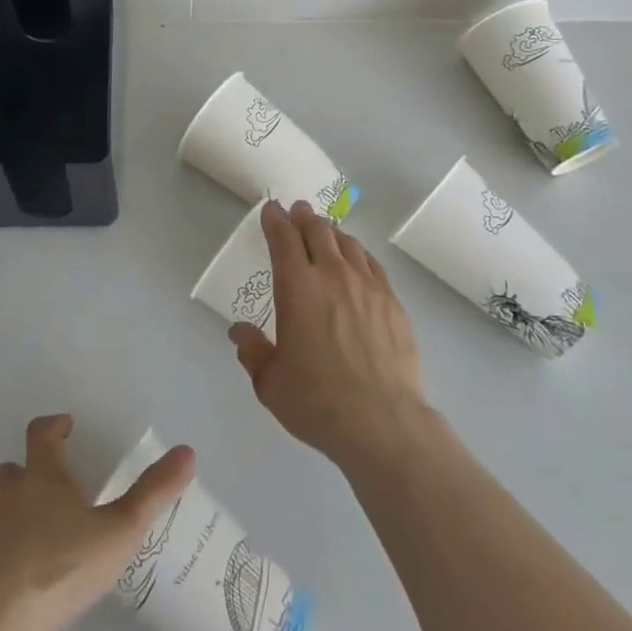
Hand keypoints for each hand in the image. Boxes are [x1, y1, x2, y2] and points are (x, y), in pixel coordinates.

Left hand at [0, 414, 194, 630]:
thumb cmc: (61, 568)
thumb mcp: (120, 531)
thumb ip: (154, 492)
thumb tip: (188, 450)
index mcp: (40, 477)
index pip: (42, 434)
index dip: (54, 426)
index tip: (65, 427)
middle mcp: (3, 495)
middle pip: (11, 472)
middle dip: (28, 478)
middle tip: (50, 498)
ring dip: (5, 520)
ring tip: (28, 547)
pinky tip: (1, 588)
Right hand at [228, 201, 432, 473]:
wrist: (382, 421)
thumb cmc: (317, 401)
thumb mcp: (270, 382)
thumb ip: (252, 351)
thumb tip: (239, 331)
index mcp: (297, 288)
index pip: (283, 239)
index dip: (275, 220)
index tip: (271, 209)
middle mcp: (332, 275)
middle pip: (317, 231)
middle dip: (304, 217)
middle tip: (298, 211)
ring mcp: (367, 285)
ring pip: (347, 243)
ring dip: (331, 231)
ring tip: (325, 230)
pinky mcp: (392, 301)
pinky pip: (372, 263)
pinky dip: (358, 252)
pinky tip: (357, 258)